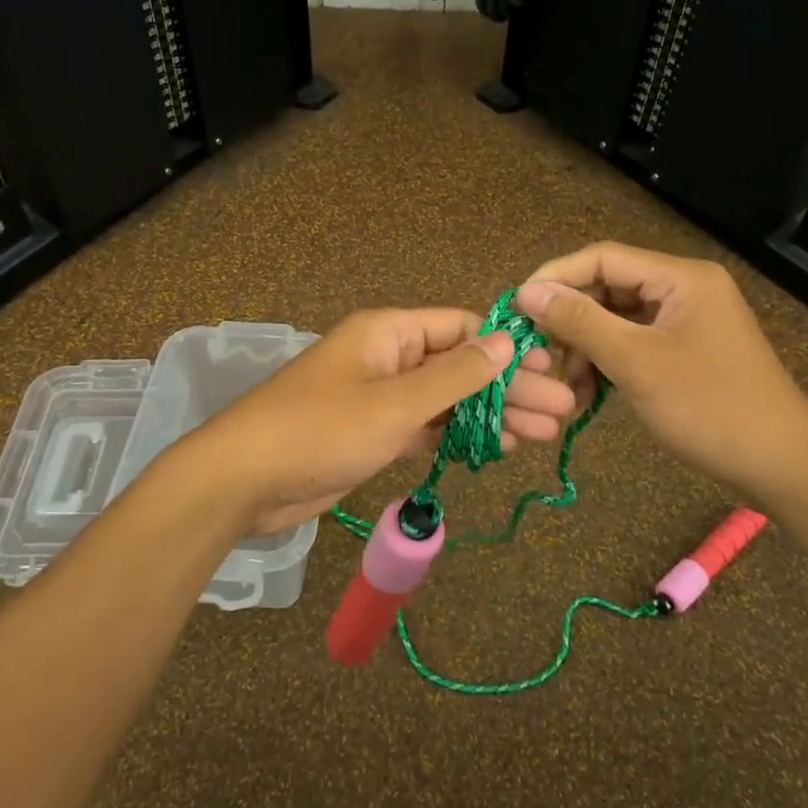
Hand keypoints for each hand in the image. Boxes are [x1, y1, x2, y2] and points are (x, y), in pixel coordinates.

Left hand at [180, 308, 578, 533]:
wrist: (244, 480)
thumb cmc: (320, 431)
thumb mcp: (394, 403)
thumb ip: (453, 376)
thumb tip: (507, 342)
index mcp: (389, 332)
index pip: (461, 327)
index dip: (507, 347)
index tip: (552, 369)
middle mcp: (387, 357)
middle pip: (459, 365)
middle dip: (509, 387)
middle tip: (563, 411)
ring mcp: (380, 397)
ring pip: (447, 399)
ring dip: (491, 414)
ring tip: (543, 434)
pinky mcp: (373, 433)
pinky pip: (426, 426)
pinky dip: (458, 435)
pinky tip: (496, 447)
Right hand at [514, 242, 807, 505]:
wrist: (782, 467)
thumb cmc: (709, 406)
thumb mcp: (635, 361)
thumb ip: (578, 321)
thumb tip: (525, 292)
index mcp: (680, 278)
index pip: (602, 258)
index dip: (555, 278)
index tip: (517, 308)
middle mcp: (683, 290)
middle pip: (607, 289)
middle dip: (570, 320)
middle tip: (538, 353)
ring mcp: (686, 322)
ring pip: (616, 320)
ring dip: (586, 348)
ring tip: (567, 384)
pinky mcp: (686, 352)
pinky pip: (633, 344)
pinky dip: (608, 364)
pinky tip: (589, 395)